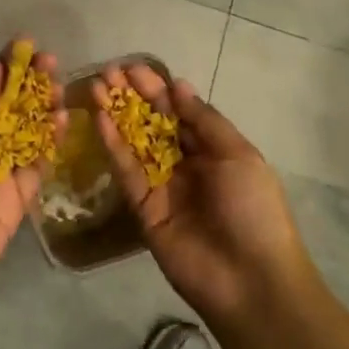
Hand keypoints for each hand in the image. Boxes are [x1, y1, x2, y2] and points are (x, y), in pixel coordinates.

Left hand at [0, 42, 62, 348]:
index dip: (1, 69)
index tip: (26, 44)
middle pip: (5, 111)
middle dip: (28, 86)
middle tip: (51, 63)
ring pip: (24, 136)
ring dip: (43, 111)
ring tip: (62, 88)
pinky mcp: (12, 206)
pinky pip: (35, 169)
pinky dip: (50, 145)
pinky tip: (63, 121)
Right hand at [93, 65, 311, 324]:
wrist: (250, 280)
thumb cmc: (253, 209)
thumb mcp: (237, 155)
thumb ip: (204, 120)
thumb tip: (178, 84)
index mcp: (214, 150)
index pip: (181, 112)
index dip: (158, 89)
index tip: (134, 68)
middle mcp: (186, 164)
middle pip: (154, 124)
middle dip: (132, 98)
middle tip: (108, 72)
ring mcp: (163, 186)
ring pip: (135, 143)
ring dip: (116, 115)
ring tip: (95, 87)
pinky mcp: (143, 208)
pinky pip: (127, 171)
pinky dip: (113, 145)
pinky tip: (100, 119)